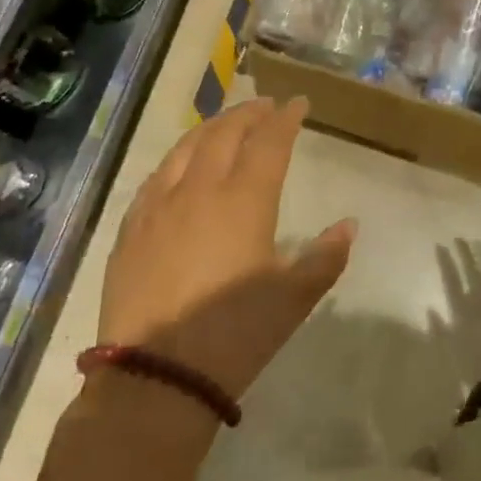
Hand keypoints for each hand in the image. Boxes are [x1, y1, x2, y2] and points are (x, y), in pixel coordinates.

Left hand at [96, 98, 354, 401]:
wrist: (156, 377)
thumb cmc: (236, 334)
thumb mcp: (294, 299)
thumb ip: (326, 257)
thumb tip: (349, 224)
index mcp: (245, 199)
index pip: (270, 141)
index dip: (285, 118)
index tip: (298, 103)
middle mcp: (201, 189)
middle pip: (226, 133)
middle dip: (249, 113)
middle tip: (265, 106)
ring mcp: (160, 205)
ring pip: (187, 146)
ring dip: (211, 126)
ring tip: (226, 121)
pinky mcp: (132, 227)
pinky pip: (157, 176)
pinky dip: (177, 158)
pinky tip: (180, 164)